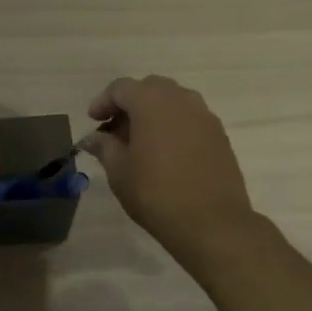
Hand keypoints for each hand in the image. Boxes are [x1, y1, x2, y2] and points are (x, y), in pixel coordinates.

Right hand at [84, 75, 257, 262]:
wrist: (211, 222)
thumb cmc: (155, 193)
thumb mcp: (119, 171)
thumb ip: (104, 147)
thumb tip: (92, 138)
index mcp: (152, 102)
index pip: (121, 88)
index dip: (103, 101)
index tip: (93, 121)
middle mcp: (181, 100)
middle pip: (150, 88)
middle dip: (129, 104)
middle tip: (115, 131)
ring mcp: (205, 116)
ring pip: (173, 101)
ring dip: (153, 113)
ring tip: (140, 142)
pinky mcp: (220, 135)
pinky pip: (190, 119)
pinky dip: (173, 126)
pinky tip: (165, 154)